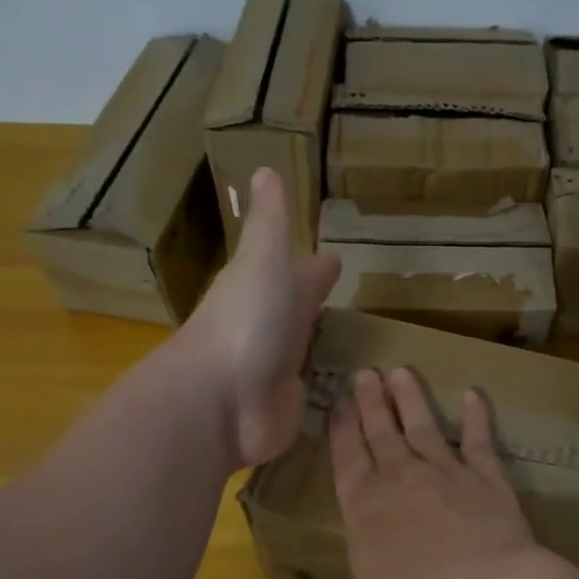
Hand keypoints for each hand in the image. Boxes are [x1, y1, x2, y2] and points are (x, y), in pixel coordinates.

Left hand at [181, 167, 338, 466]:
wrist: (223, 402)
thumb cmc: (248, 321)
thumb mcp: (263, 260)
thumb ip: (270, 223)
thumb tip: (264, 168)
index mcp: (266, 290)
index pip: (297, 274)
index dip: (314, 267)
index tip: (334, 259)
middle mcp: (272, 330)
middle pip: (299, 313)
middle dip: (314, 303)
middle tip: (344, 300)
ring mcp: (280, 373)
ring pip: (306, 353)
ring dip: (322, 347)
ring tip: (355, 344)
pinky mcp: (292, 409)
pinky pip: (317, 396)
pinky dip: (330, 392)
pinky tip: (349, 392)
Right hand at [312, 367, 545, 578]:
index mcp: (364, 510)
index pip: (347, 460)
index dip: (341, 430)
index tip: (338, 403)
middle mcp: (400, 480)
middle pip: (380, 432)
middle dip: (370, 402)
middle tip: (364, 373)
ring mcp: (445, 472)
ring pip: (422, 425)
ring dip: (410, 398)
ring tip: (401, 371)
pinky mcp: (486, 476)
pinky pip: (478, 439)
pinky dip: (477, 416)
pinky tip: (474, 394)